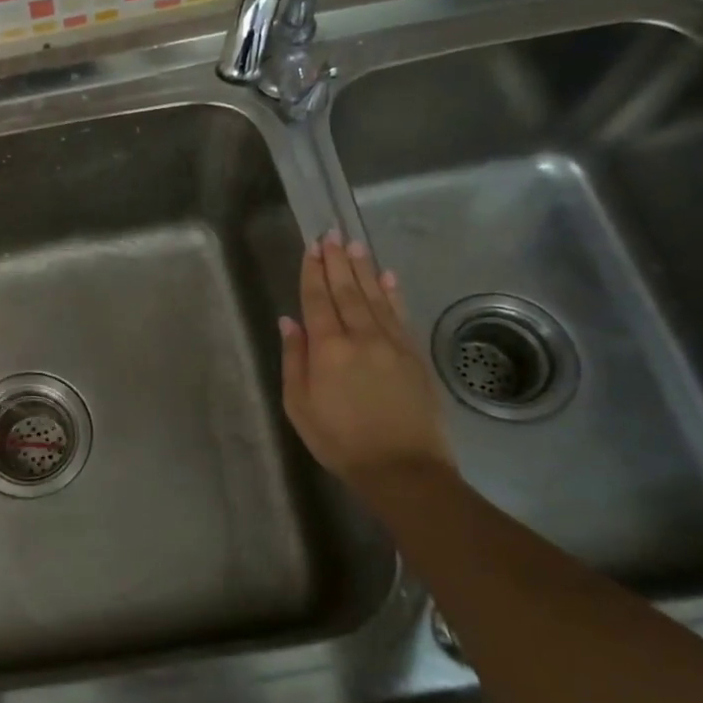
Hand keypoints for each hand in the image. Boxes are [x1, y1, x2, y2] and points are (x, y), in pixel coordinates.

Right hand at [280, 229, 454, 489]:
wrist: (403, 468)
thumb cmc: (339, 440)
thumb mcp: (299, 405)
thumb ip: (294, 359)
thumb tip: (289, 321)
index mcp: (328, 348)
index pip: (317, 300)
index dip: (313, 272)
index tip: (311, 247)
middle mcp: (361, 337)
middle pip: (347, 291)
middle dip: (337, 261)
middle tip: (332, 233)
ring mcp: (392, 344)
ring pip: (375, 297)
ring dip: (363, 269)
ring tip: (355, 245)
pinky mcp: (414, 355)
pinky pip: (400, 315)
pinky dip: (393, 293)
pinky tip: (387, 277)